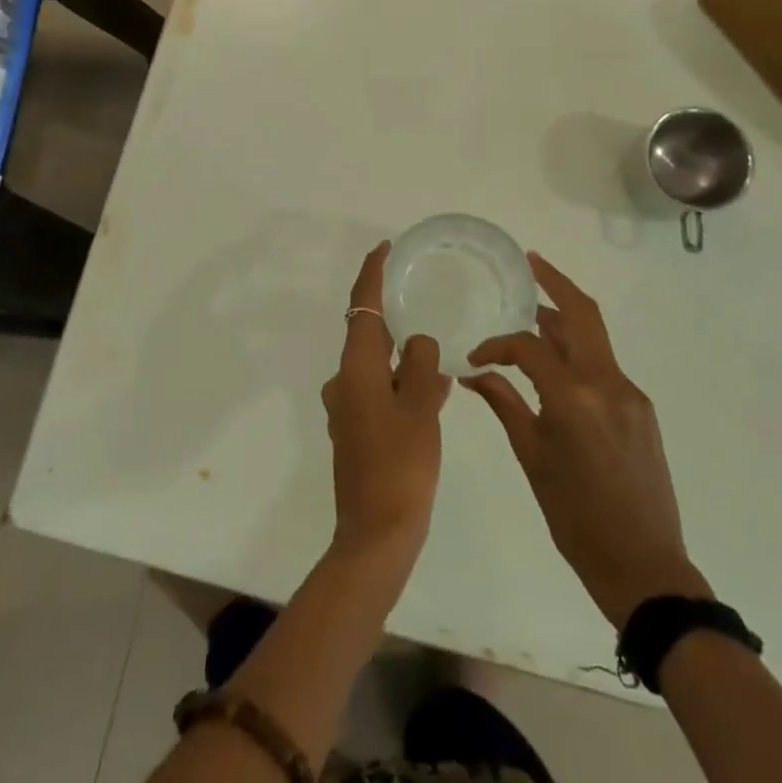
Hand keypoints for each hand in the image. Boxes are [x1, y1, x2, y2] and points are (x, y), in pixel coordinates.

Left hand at [322, 241, 450, 563]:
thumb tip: (419, 344)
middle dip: (392, 316)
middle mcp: (344, 382)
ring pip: (376, 366)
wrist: (376, 535)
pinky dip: (400, 384)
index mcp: (357, 368)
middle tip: (420, 298)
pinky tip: (431, 393)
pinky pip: (378, 392)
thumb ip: (423, 366)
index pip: (362, 307)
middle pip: (367, 334)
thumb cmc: (400, 465)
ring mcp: (346, 409)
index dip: (371, 273)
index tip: (384, 248)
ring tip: (437, 353)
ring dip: (401, 356)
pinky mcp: (354, 432)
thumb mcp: (422, 408)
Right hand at [465, 252, 710, 627]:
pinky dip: (578, 351)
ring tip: (535, 308)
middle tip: (531, 262)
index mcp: (574, 399)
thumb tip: (475, 373)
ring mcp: (630, 393)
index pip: (530, 347)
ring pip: (595, 336)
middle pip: (582, 314)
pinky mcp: (641, 407)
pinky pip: (604, 364)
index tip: (477, 357)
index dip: (498, 344)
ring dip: (565, 317)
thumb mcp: (533, 460)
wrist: (644, 566)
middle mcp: (607, 384)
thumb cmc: (576, 519)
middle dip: (555, 282)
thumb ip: (505, 404)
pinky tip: (558, 363)